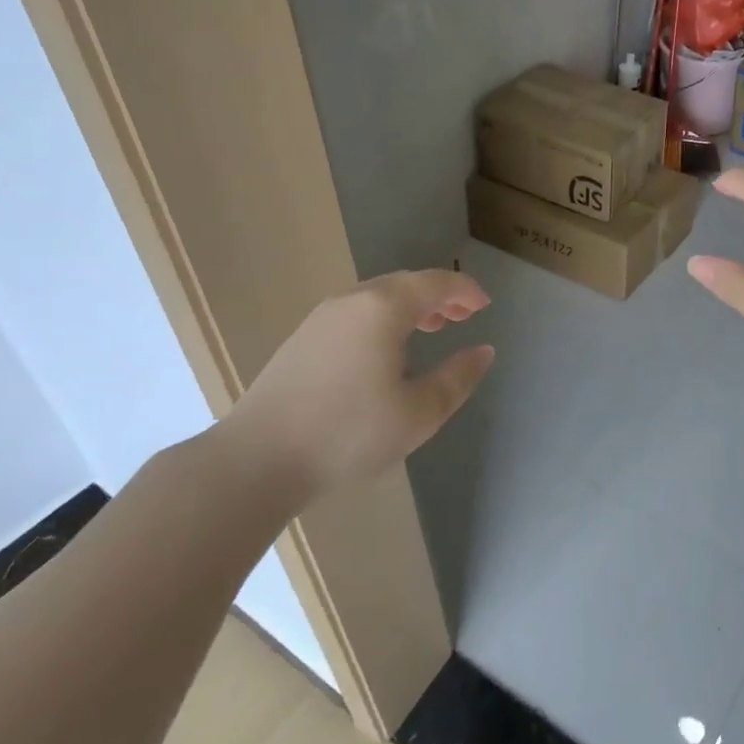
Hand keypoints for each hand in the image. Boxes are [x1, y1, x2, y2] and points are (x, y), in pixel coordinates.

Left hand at [216, 270, 494, 498]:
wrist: (257, 459)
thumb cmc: (348, 433)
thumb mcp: (419, 413)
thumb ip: (458, 378)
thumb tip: (483, 351)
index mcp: (384, 308)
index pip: (436, 283)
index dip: (466, 290)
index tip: (485, 305)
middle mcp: (353, 300)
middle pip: (406, 283)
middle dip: (440, 296)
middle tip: (464, 316)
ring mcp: (322, 317)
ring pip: (378, 297)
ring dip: (411, 307)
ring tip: (431, 329)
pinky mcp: (303, 337)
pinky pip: (357, 312)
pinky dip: (384, 318)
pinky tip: (386, 349)